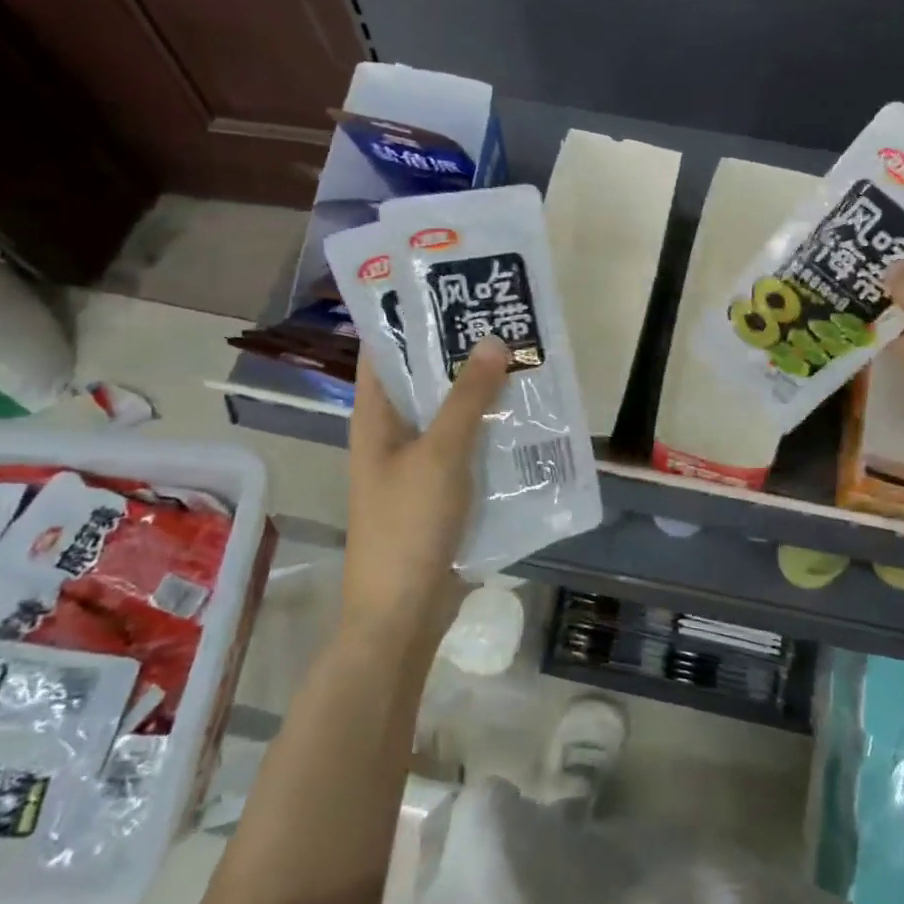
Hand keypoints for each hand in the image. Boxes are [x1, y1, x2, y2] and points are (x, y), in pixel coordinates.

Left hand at [341, 338, 509, 650]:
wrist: (404, 613)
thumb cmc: (408, 526)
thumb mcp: (440, 455)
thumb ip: (467, 399)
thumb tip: (493, 341)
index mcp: (376, 419)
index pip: (384, 353)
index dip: (410, 319)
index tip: (451, 290)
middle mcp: (394, 436)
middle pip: (425, 382)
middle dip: (461, 354)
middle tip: (505, 321)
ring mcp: (419, 466)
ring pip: (452, 417)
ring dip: (482, 395)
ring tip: (525, 361)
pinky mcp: (444, 493)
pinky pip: (469, 450)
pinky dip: (492, 433)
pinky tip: (527, 419)